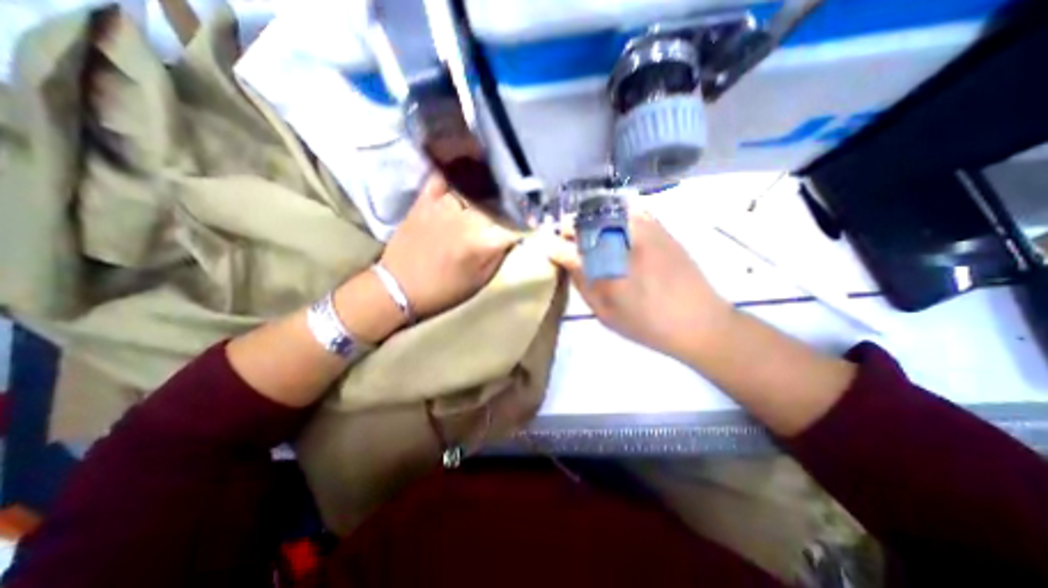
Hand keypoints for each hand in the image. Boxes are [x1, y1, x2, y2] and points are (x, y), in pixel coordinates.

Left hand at [381, 174, 519, 319]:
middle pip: (498, 199)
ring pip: (475, 184)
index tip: (534, 219)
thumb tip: (515, 234)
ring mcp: (445, 203)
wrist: (399, 287)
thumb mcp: (481, 280)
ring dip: (489, 185)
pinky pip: (445, 176)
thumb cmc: (445, 289)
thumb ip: (500, 254)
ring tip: (496, 185)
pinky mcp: (425, 198)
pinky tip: (466, 171)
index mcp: (483, 240)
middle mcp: (468, 216)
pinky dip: (457, 173)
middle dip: (511, 201)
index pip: (516, 221)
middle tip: (516, 202)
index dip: (528, 219)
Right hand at [546, 209, 730, 359]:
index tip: (545, 245)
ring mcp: (647, 232)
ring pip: (609, 211)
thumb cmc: (648, 325)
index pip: (572, 250)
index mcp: (609, 271)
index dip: (555, 245)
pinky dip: (616, 212)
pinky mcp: (662, 229)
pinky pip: (633, 210)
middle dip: (570, 227)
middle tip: (564, 237)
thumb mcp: (606, 314)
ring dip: (591, 217)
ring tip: (585, 230)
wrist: (700, 323)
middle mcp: (626, 245)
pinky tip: (613, 224)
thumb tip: (566, 262)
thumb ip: (583, 285)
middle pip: (589, 223)